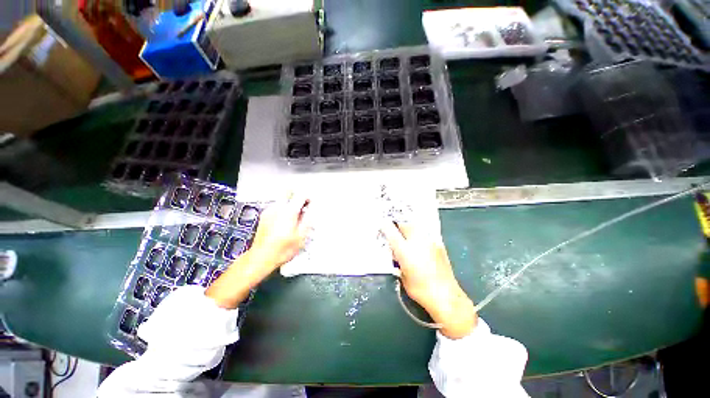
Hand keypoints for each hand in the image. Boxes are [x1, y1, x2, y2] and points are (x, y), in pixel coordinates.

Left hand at [206, 194, 308, 308]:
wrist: (261, 257)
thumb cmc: (283, 249)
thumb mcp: (301, 236)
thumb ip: (308, 220)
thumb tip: (312, 209)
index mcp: (289, 211)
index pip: (300, 195)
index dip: (308, 197)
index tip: (311, 204)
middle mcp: (278, 207)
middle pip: (289, 192)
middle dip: (298, 196)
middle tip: (303, 206)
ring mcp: (269, 210)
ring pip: (282, 198)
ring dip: (291, 203)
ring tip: (295, 216)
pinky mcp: (264, 215)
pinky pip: (277, 205)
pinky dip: (283, 208)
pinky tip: (285, 221)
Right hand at [382, 221, 476, 338]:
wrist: (446, 296)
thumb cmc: (420, 290)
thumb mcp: (402, 276)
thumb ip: (398, 261)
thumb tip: (397, 254)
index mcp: (405, 251)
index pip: (391, 232)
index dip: (385, 227)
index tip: (382, 226)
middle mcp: (417, 242)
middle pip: (405, 225)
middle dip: (399, 226)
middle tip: (396, 233)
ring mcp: (430, 241)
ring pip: (416, 228)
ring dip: (410, 230)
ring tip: (409, 239)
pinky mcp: (439, 244)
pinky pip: (426, 235)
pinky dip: (420, 237)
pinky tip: (421, 246)